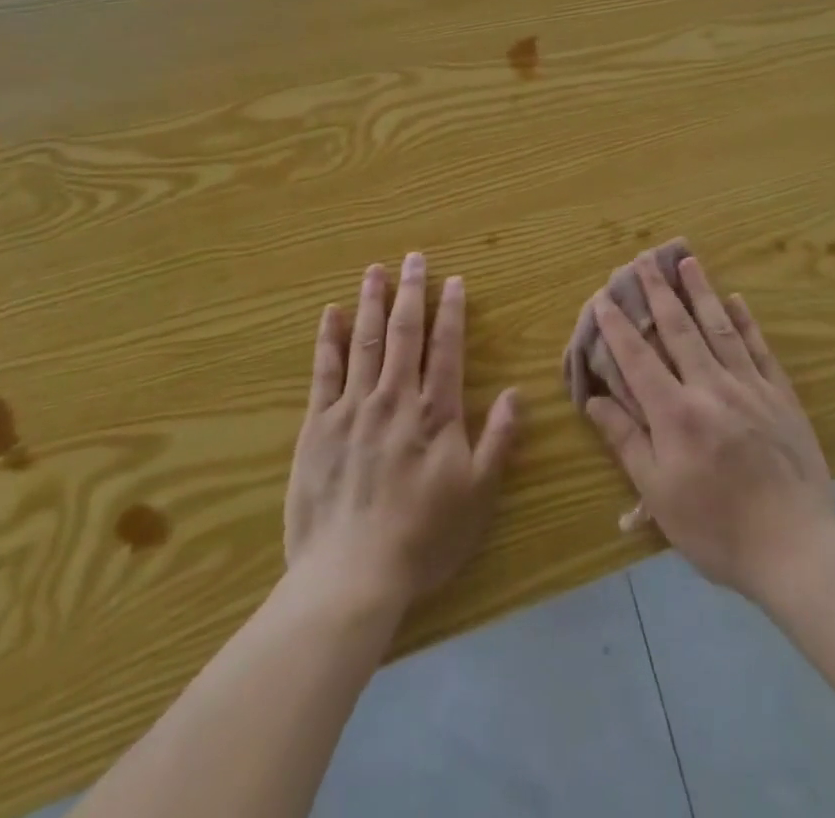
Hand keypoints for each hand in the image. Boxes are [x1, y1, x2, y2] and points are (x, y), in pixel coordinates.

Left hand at [284, 254, 519, 613]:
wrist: (351, 576)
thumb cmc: (422, 538)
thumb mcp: (477, 495)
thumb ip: (498, 440)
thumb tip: (517, 392)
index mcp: (435, 413)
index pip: (446, 348)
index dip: (451, 311)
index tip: (452, 280)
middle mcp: (394, 398)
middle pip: (405, 333)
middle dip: (411, 292)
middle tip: (414, 258)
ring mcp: (352, 408)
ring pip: (366, 341)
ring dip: (372, 302)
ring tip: (376, 270)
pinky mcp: (317, 425)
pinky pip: (324, 372)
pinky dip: (329, 339)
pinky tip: (332, 314)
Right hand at [581, 252, 834, 602]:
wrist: (798, 550)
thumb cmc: (718, 528)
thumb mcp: (660, 495)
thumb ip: (626, 441)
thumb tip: (595, 400)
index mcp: (676, 413)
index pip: (638, 358)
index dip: (617, 326)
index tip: (603, 297)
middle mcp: (710, 388)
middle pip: (679, 329)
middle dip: (659, 291)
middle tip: (645, 258)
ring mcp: (750, 388)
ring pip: (720, 328)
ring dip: (701, 292)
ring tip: (689, 260)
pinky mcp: (781, 397)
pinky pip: (760, 349)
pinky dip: (747, 322)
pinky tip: (738, 300)